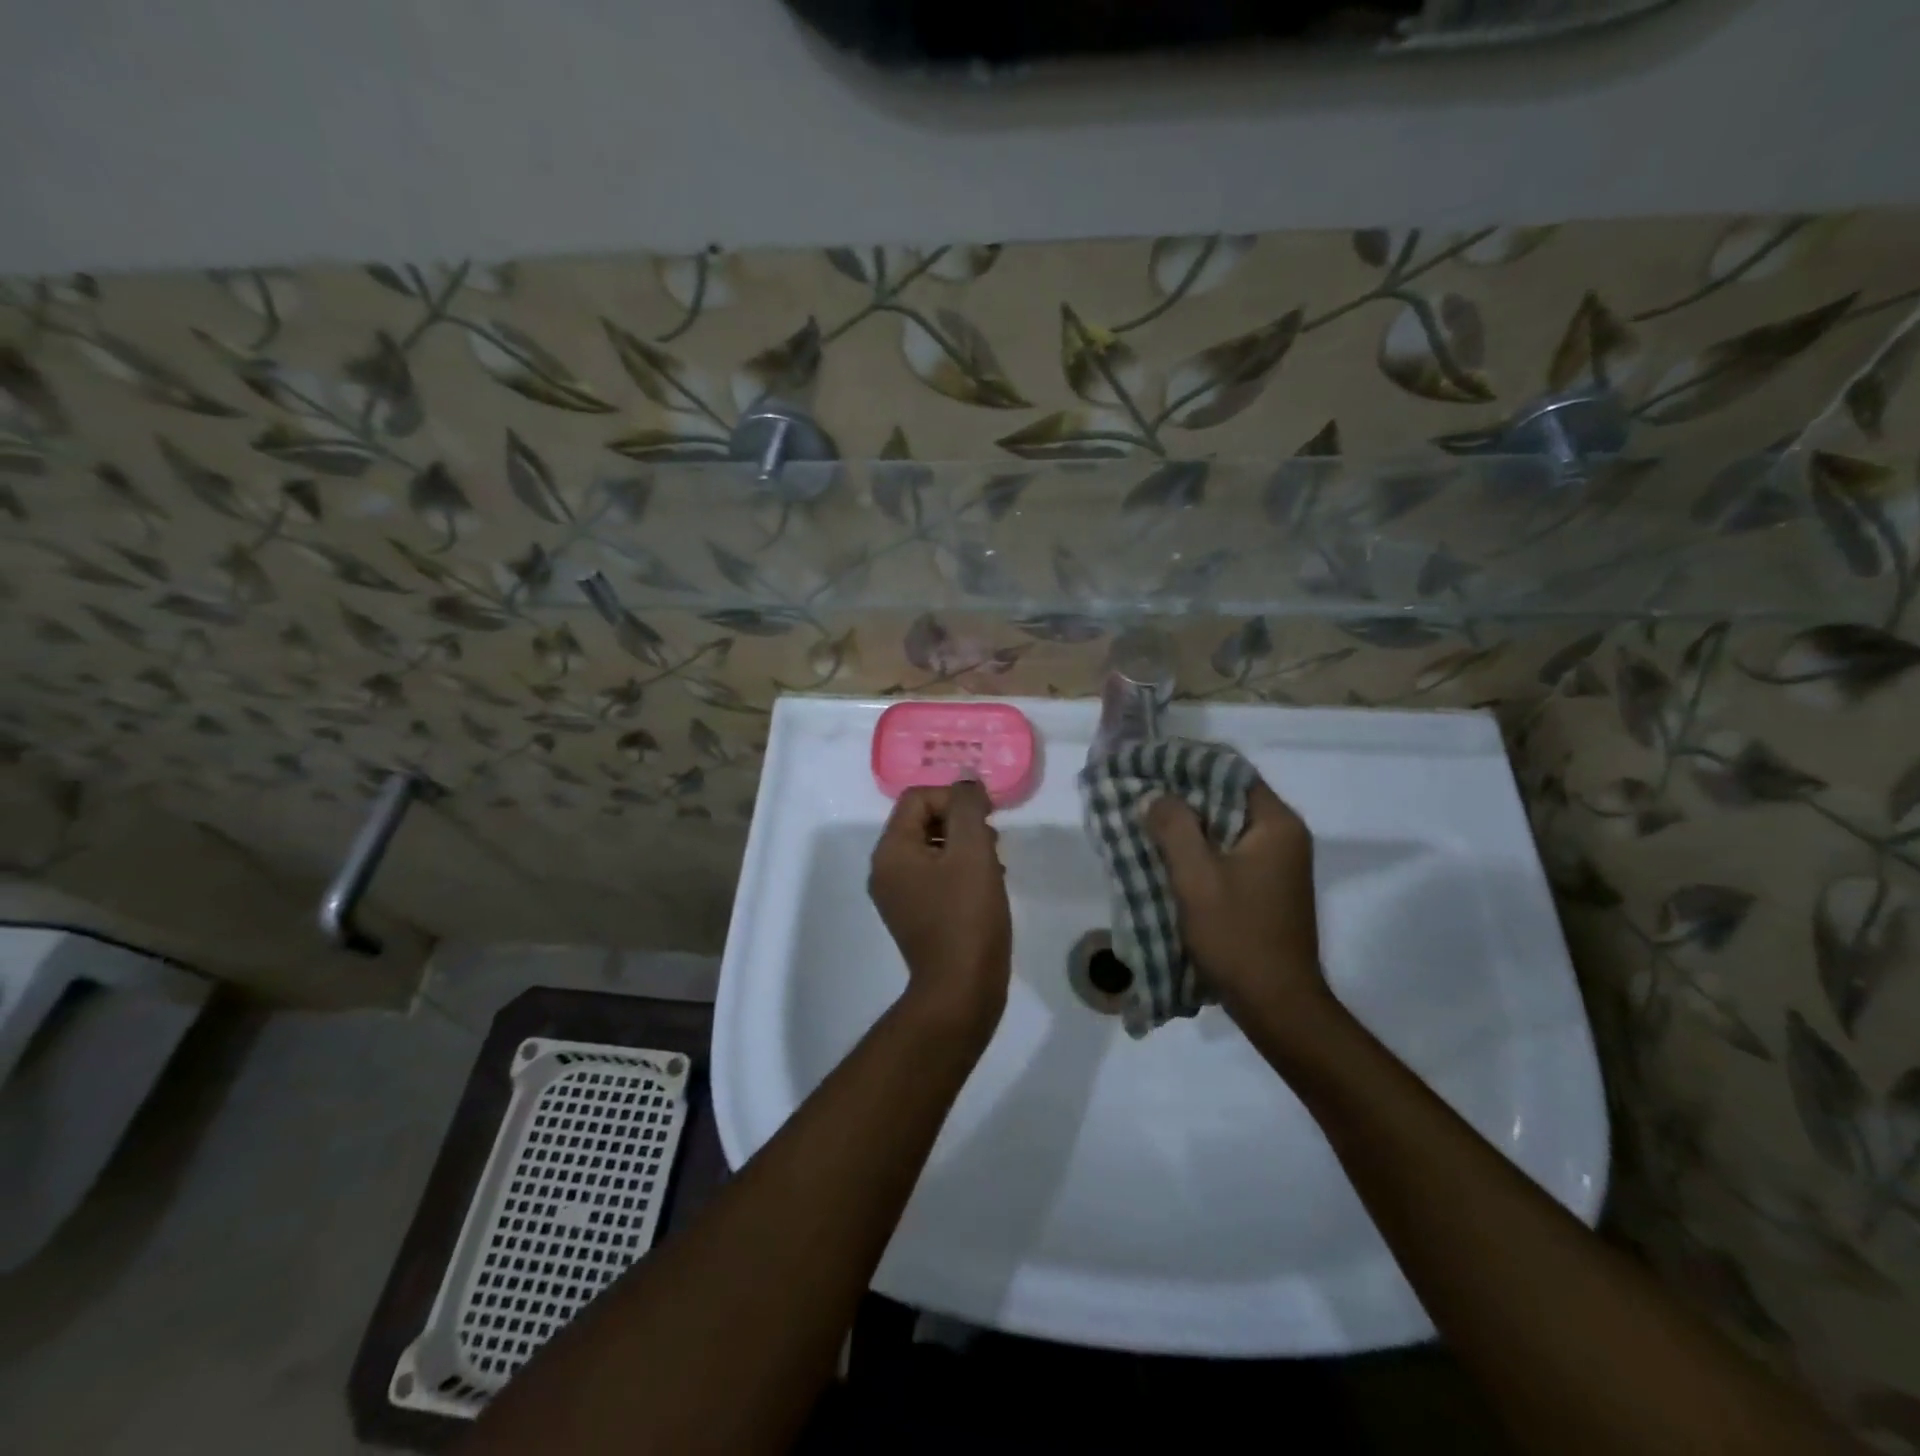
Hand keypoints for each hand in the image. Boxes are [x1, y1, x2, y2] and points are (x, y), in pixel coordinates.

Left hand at [868, 780, 1012, 1036]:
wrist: (961, 990)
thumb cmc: (967, 916)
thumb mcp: (972, 851)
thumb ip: (968, 807)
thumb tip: (966, 782)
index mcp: (891, 850)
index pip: (918, 797)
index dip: (955, 798)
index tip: (988, 817)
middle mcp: (886, 869)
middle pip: (924, 820)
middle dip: (962, 823)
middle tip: (993, 843)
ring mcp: (899, 895)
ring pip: (934, 848)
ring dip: (966, 847)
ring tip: (995, 866)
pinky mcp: (916, 915)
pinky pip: (937, 876)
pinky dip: (962, 871)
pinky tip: (988, 886)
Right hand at [1147, 779, 1329, 1027]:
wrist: (1277, 1005)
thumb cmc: (1238, 936)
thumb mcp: (1197, 877)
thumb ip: (1174, 828)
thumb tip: (1155, 796)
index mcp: (1276, 824)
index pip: (1231, 771)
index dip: (1187, 764)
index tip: (1149, 765)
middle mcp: (1283, 836)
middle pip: (1227, 798)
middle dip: (1182, 796)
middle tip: (1138, 793)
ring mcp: (1277, 864)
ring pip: (1224, 827)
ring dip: (1187, 825)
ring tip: (1144, 821)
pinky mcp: (1266, 888)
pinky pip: (1227, 853)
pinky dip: (1198, 850)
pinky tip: (1166, 856)